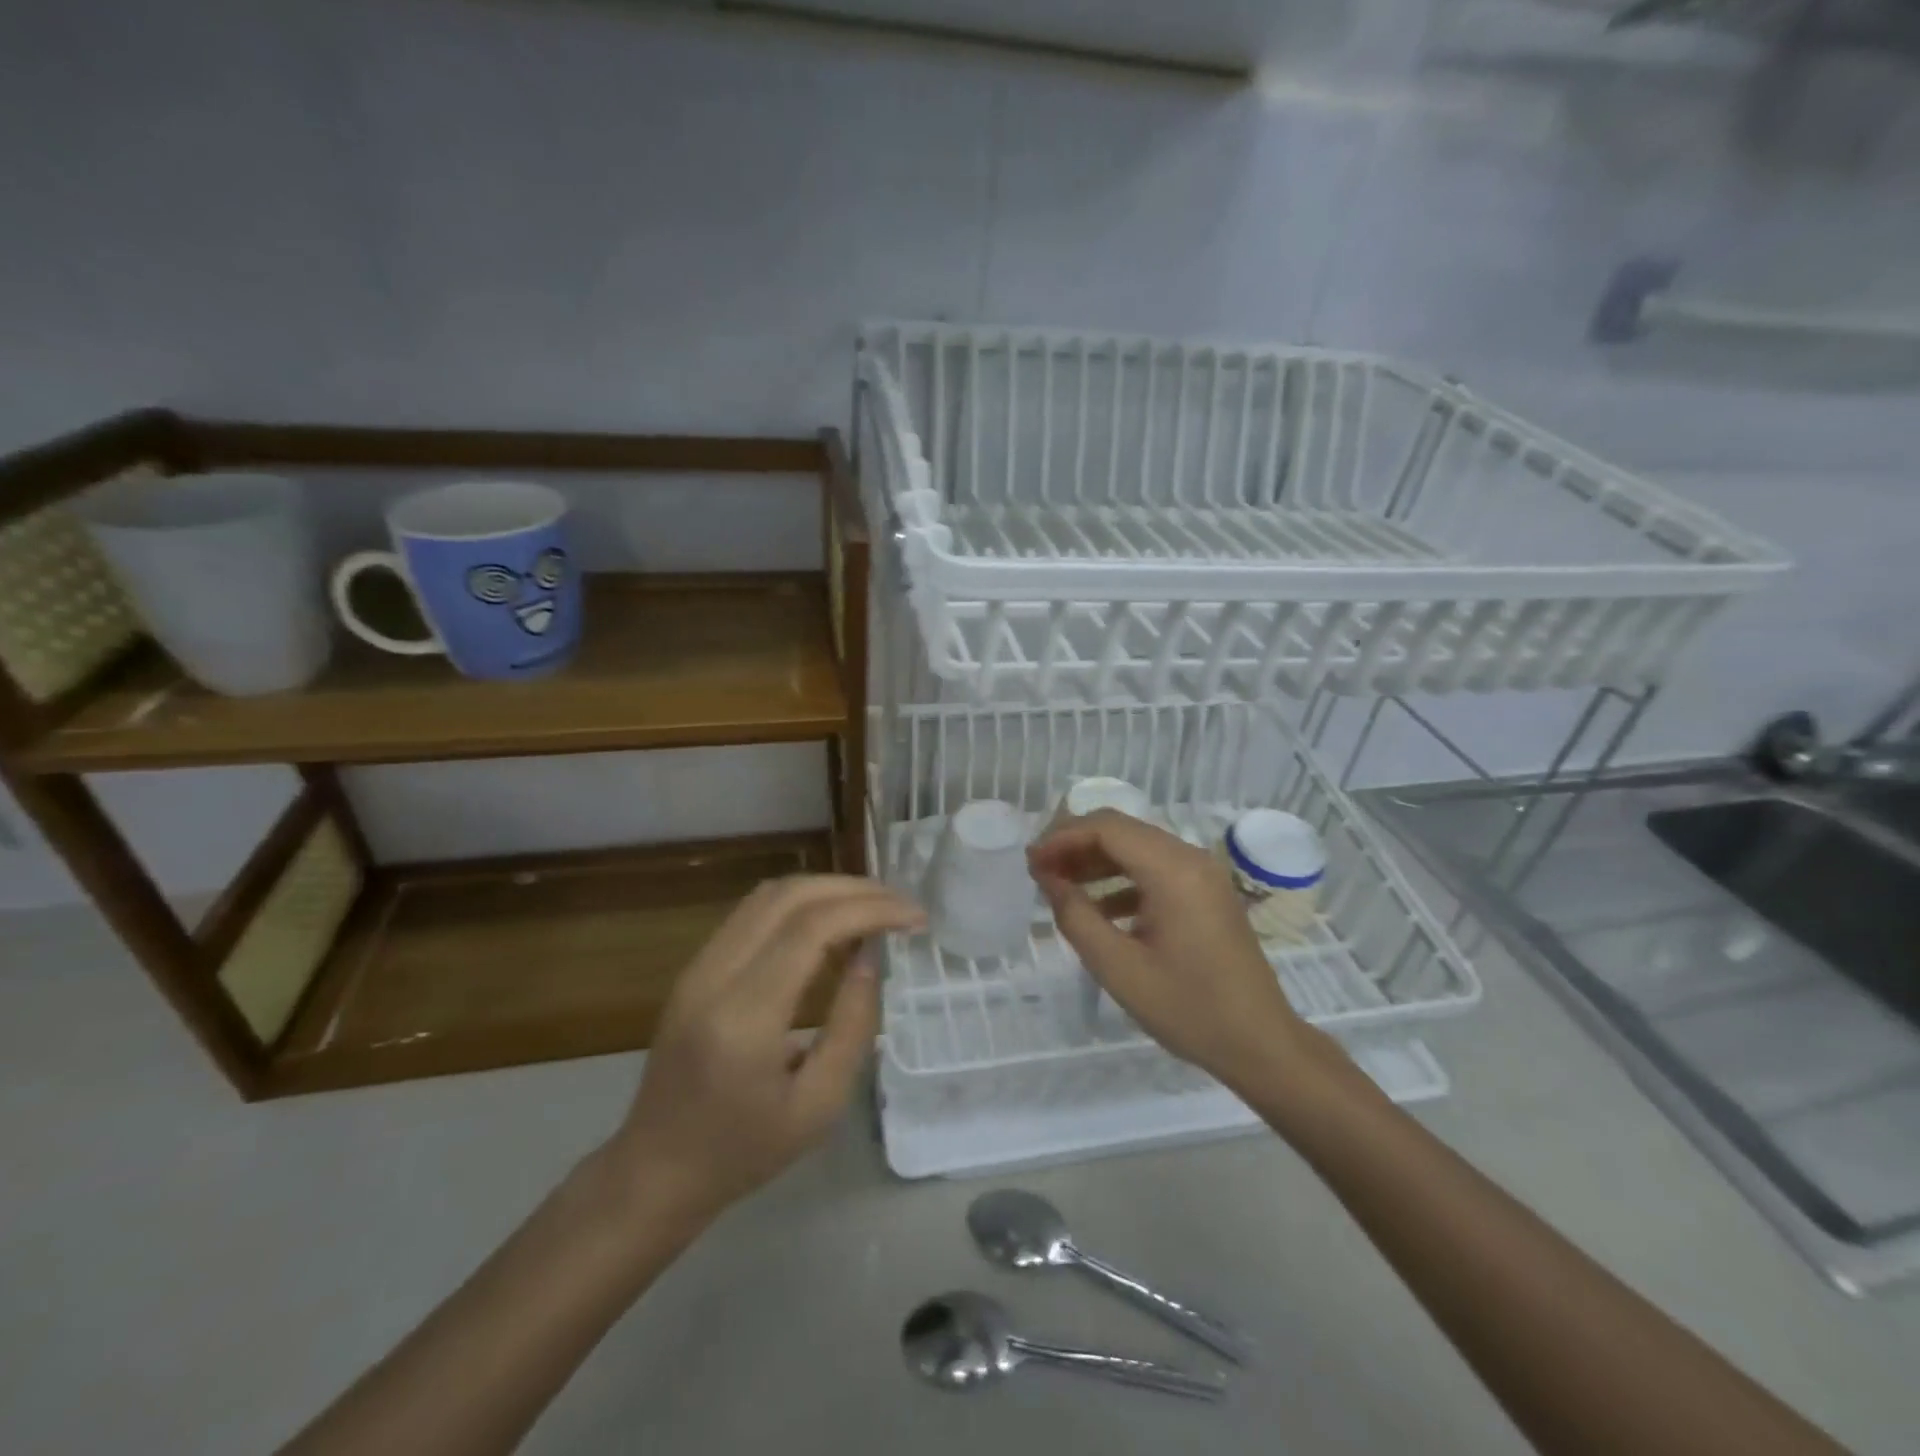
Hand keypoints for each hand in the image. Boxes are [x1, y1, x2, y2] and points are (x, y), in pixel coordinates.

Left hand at [601, 875, 922, 1228]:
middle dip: (854, 889)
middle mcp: (714, 975)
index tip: (914, 917)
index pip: (812, 928)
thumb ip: (853, 1025)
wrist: (657, 1170)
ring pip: (769, 895)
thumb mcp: (819, 1105)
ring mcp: (698, 965)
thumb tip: (871, 956)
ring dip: (826, 889)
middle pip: (790, 896)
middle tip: (900, 905)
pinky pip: (753, 912)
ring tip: (873, 907)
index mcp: (744, 1017)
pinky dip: (801, 904)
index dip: (869, 910)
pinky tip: (831, 924)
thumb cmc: (745, 1151)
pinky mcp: (695, 966)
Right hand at [1029, 810, 1311, 1094]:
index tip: (1031, 863)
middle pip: (1122, 830)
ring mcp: (1203, 874)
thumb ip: (1076, 916)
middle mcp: (1191, 858)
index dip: (1062, 838)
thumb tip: (1049, 879)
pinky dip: (1122, 878)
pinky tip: (1099, 910)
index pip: (1106, 828)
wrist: (1261, 1044)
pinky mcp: (1206, 893)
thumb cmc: (1188, 1008)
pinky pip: (1156, 869)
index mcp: (1173, 870)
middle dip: (1076, 844)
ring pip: (1138, 847)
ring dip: (1097, 861)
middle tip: (1040, 871)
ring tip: (1060, 886)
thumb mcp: (1118, 968)